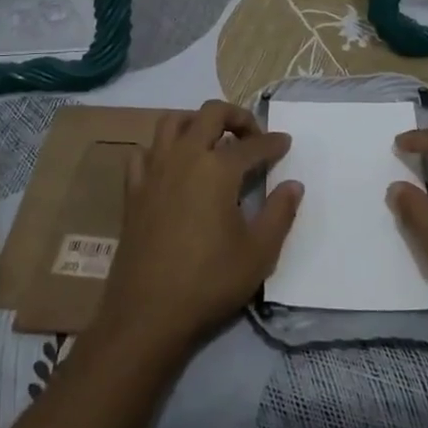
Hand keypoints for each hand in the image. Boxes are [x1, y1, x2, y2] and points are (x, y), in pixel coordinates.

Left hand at [98, 101, 300, 352]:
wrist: (148, 313)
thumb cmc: (209, 281)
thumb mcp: (259, 253)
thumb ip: (280, 213)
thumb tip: (293, 185)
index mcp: (218, 169)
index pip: (253, 145)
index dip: (274, 143)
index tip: (285, 143)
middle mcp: (185, 157)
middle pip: (211, 114)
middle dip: (237, 116)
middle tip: (252, 136)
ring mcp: (154, 170)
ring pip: (172, 122)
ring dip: (196, 122)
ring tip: (212, 140)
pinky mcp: (133, 190)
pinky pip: (144, 152)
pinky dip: (161, 149)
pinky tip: (172, 166)